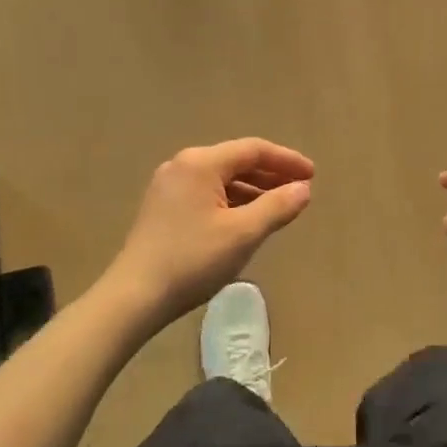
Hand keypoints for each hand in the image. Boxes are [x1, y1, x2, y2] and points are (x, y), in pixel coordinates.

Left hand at [110, 139, 313, 325]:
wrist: (134, 297)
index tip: (312, 175)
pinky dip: (231, 201)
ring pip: (221, 179)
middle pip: (236, 161)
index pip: (253, 150)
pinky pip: (206, 193)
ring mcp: (168, 186)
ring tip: (278, 207)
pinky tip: (245, 220)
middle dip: (270, 174)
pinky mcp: (162, 208)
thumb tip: (303, 189)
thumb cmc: (192, 260)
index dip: (286, 160)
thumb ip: (277, 207)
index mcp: (201, 163)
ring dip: (252, 189)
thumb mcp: (242, 234)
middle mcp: (182, 165)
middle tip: (300, 190)